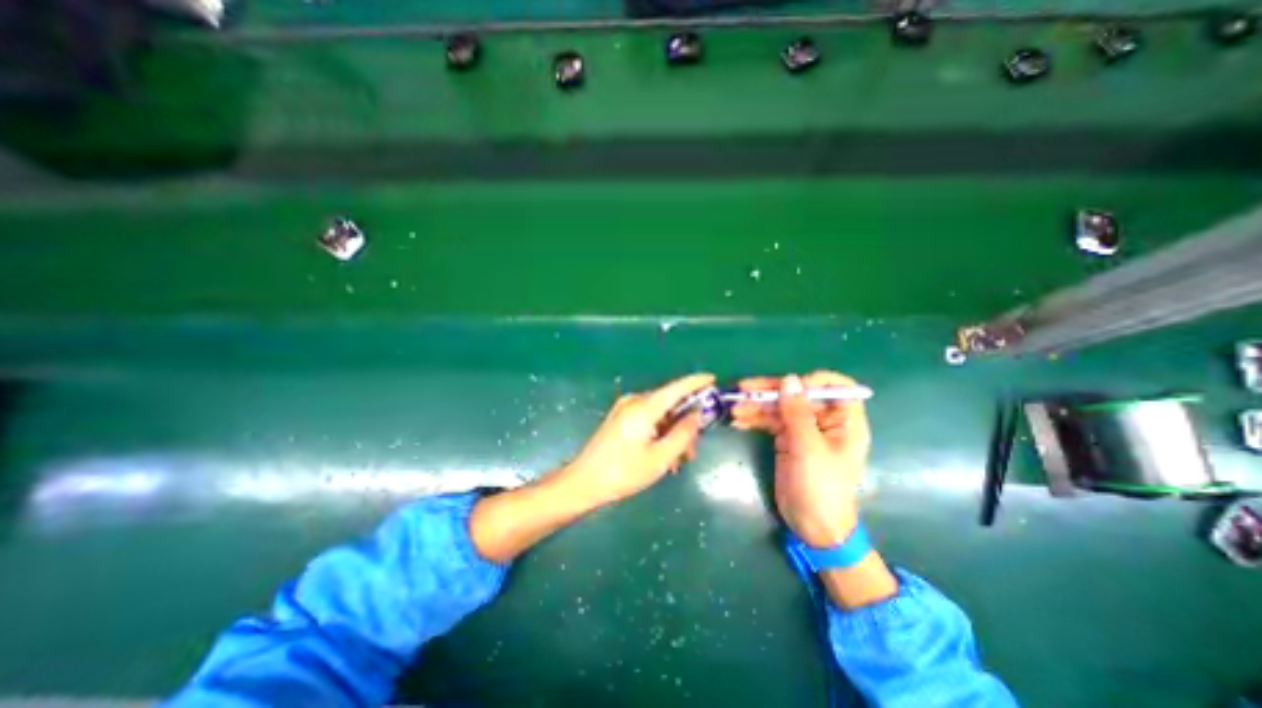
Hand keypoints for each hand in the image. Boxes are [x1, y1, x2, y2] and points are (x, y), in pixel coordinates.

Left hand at [552, 372, 719, 514]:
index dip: (696, 382)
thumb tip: (697, 414)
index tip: (713, 379)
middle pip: (669, 403)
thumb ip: (683, 434)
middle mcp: (635, 401)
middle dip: (685, 423)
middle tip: (691, 452)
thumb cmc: (623, 472)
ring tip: (675, 461)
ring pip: (660, 414)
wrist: (583, 482)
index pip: (676, 387)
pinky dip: (660, 432)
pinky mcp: (621, 417)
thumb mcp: (660, 458)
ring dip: (672, 432)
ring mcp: (625, 408)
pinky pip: (648, 418)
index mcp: (644, 407)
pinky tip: (661, 454)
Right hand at [731, 370, 867, 545]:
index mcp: (844, 421)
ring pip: (780, 407)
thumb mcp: (808, 448)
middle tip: (743, 389)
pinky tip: (737, 420)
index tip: (790, 386)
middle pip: (798, 394)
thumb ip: (797, 412)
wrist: (812, 525)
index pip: (836, 387)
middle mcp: (825, 421)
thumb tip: (789, 379)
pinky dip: (755, 419)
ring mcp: (804, 429)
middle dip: (771, 391)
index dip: (813, 381)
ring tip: (734, 409)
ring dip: (757, 406)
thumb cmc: (820, 487)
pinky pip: (770, 422)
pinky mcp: (787, 439)